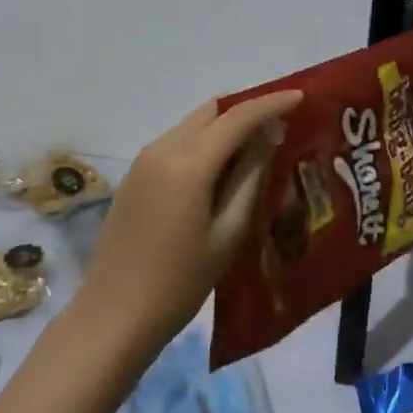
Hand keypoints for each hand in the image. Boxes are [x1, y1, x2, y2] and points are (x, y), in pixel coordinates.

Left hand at [80, 91, 302, 352]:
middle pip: (211, 111)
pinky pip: (176, 142)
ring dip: (224, 126)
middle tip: (280, 124)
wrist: (112, 317)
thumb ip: (250, 178)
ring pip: (193, 124)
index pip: (237, 117)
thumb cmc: (179, 283)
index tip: (300, 96)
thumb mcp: (227, 233)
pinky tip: (221, 169)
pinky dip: (204, 142)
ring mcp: (143, 161)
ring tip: (257, 147)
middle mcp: (162, 148)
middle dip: (247, 109)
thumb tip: (269, 136)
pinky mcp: (134, 176)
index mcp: (188, 163)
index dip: (271, 104)